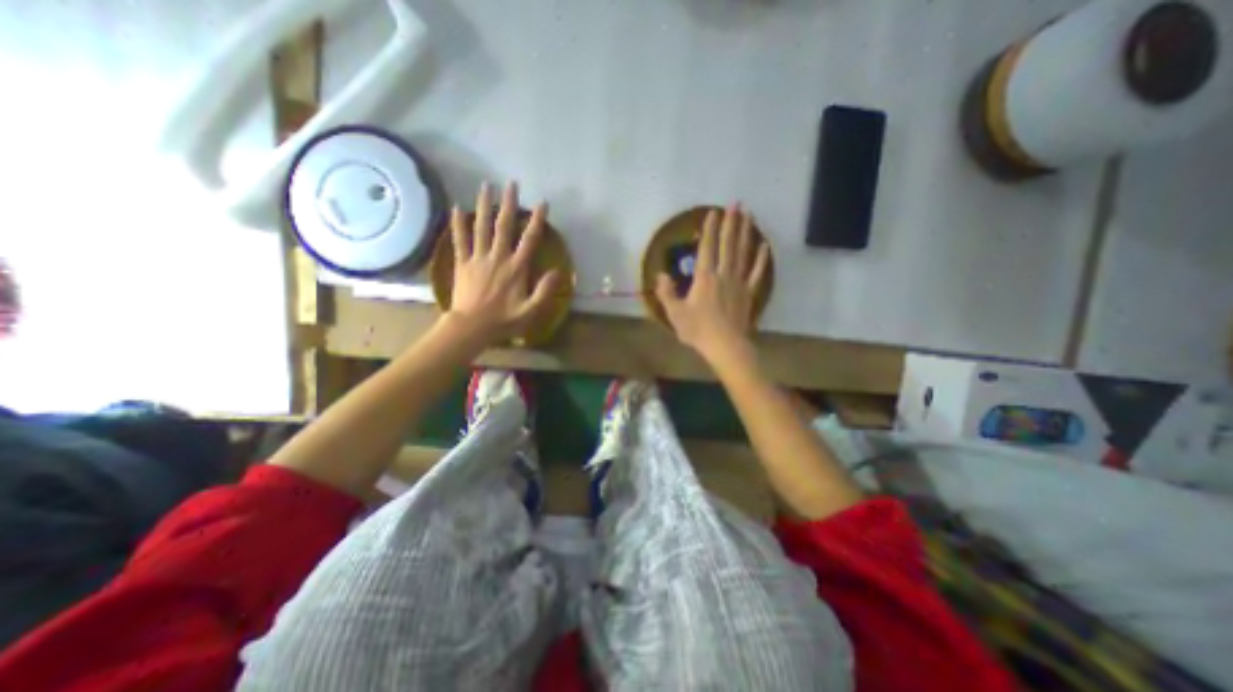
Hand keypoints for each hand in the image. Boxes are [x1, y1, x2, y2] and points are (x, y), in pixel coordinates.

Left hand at [448, 181, 558, 343]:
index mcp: (516, 268)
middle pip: (503, 226)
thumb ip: (544, 291)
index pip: (529, 239)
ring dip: (484, 205)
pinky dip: (458, 224)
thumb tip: (558, 272)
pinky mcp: (462, 263)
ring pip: (481, 227)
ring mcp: (478, 258)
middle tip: (511, 183)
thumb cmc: (503, 320)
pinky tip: (457, 208)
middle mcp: (497, 257)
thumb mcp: (530, 311)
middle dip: (508, 203)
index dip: (537, 220)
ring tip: (486, 185)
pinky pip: (460, 240)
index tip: (542, 203)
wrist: (471, 327)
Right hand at [655, 202, 767, 365]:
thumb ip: (666, 292)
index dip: (709, 229)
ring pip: (743, 253)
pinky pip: (757, 272)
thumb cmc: (698, 330)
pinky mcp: (749, 293)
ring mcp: (739, 282)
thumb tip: (661, 274)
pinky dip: (761, 259)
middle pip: (728, 244)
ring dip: (746, 233)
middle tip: (736, 204)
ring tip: (750, 215)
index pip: (707, 248)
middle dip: (731, 223)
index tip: (713, 212)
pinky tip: (765, 246)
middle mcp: (723, 274)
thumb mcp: (675, 313)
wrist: (725, 345)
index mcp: (704, 278)